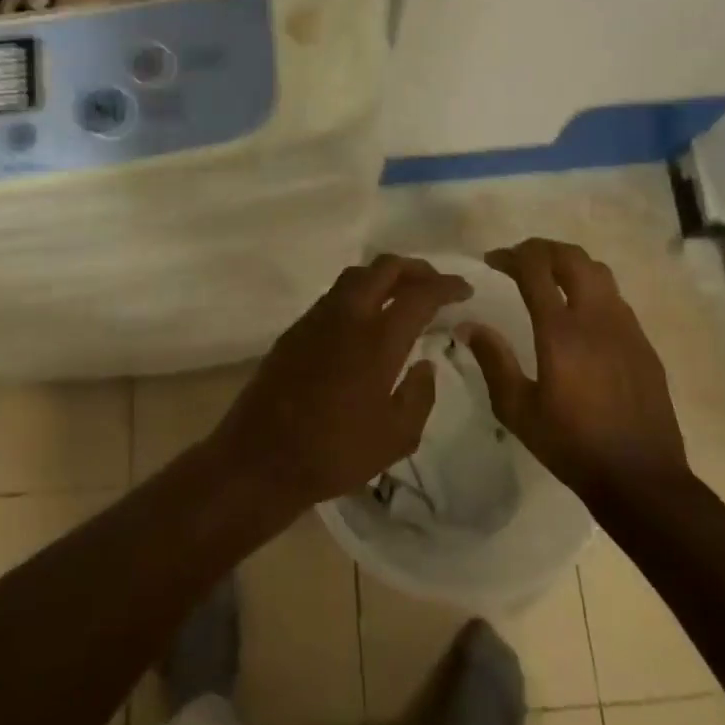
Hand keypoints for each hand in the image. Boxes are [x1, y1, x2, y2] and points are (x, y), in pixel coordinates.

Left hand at [213, 256, 472, 511]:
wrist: (260, 457)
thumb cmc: (335, 452)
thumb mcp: (396, 437)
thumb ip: (420, 395)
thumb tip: (425, 365)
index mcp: (377, 338)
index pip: (420, 294)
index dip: (446, 286)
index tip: (464, 289)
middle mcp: (347, 315)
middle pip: (384, 267)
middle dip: (416, 269)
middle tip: (435, 285)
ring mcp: (316, 318)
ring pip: (356, 276)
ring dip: (385, 277)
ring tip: (403, 296)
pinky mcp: (296, 329)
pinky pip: (335, 295)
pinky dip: (360, 293)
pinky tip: (367, 320)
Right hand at [463, 238, 688, 501]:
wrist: (642, 478)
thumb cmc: (572, 445)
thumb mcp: (517, 410)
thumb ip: (493, 360)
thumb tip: (468, 325)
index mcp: (561, 332)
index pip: (535, 269)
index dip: (511, 255)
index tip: (492, 260)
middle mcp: (596, 318)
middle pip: (572, 257)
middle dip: (541, 249)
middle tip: (518, 260)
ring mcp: (626, 328)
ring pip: (599, 272)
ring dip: (569, 264)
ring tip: (548, 278)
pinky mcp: (643, 344)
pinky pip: (615, 299)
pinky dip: (591, 289)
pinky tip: (579, 315)